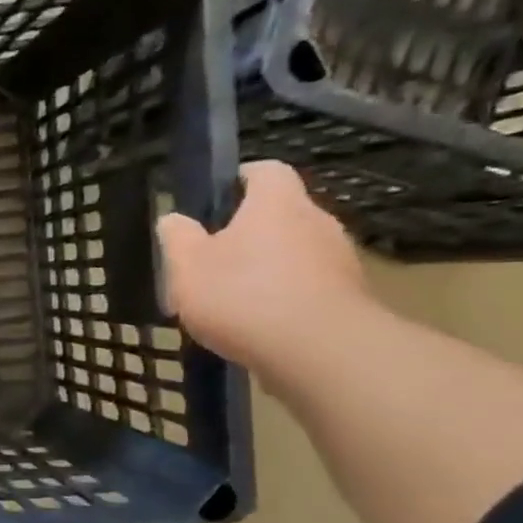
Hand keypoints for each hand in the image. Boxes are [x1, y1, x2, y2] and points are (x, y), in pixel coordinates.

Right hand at [156, 161, 370, 369]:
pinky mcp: (349, 295)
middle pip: (281, 214)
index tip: (215, 200)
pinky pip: (309, 285)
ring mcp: (339, 258)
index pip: (265, 171)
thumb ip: (177, 239)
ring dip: (268, 267)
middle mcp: (316, 220)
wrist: (318, 351)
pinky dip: (286, 296)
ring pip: (296, 251)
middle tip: (214, 258)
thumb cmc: (242, 296)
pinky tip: (261, 324)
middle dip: (250, 231)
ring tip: (235, 299)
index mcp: (276, 204)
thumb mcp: (187, 267)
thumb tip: (173, 219)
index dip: (240, 179)